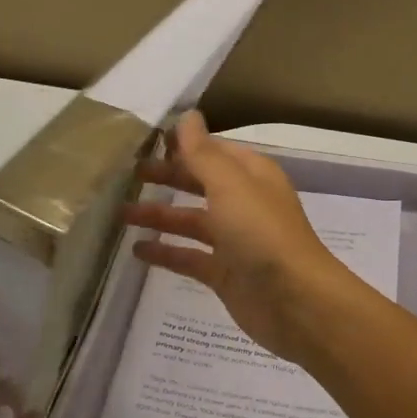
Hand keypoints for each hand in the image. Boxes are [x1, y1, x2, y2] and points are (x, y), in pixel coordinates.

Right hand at [122, 111, 364, 364]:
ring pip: (191, 221)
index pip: (213, 151)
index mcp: (251, 175)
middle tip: (128, 174)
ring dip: (160, 216)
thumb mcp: (230, 185)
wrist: (295, 301)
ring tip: (121, 213)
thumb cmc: (262, 233)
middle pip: (200, 183)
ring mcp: (235, 240)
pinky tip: (137, 251)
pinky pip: (189, 257)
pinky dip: (166, 253)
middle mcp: (244, 203)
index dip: (183, 145)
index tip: (145, 141)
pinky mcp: (225, 274)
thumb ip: (203, 153)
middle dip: (168, 176)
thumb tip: (187, 115)